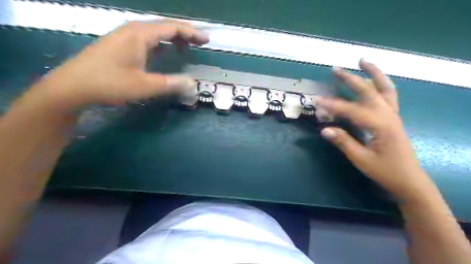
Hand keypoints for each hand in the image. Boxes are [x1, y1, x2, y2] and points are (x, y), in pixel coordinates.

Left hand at [27, 21, 207, 112]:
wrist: (72, 86)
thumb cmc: (109, 84)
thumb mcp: (144, 86)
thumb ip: (170, 84)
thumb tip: (193, 84)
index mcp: (140, 35)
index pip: (172, 28)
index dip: (191, 33)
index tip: (206, 40)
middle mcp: (132, 30)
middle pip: (164, 26)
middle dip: (184, 33)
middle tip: (200, 42)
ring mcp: (124, 37)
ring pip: (155, 32)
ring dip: (172, 38)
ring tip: (186, 48)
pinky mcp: (120, 45)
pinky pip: (147, 39)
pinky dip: (161, 44)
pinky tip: (164, 52)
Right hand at [318, 59, 431, 199]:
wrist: (409, 180)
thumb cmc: (385, 171)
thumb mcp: (361, 160)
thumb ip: (343, 142)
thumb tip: (324, 130)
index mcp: (381, 125)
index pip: (352, 110)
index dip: (333, 105)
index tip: (317, 101)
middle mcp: (388, 115)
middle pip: (369, 91)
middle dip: (351, 79)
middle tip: (336, 69)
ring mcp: (393, 115)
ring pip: (385, 88)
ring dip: (374, 73)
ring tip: (363, 61)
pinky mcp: (393, 118)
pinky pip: (388, 95)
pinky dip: (381, 84)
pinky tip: (373, 80)